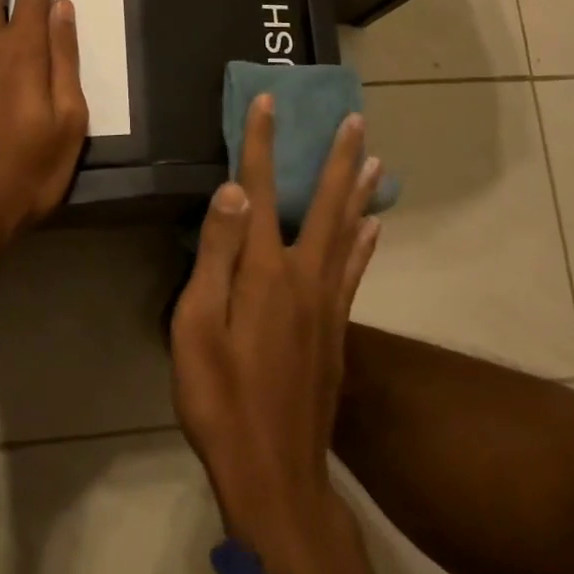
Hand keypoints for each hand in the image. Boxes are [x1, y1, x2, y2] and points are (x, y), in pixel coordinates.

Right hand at [170, 96, 383, 561]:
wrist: (274, 473)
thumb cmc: (220, 398)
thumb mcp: (197, 326)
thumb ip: (216, 254)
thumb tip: (235, 190)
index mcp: (265, 270)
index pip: (262, 188)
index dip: (261, 141)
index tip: (268, 100)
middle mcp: (305, 275)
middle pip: (325, 203)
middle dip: (337, 156)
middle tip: (356, 119)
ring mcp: (328, 303)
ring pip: (350, 232)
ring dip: (360, 191)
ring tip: (376, 159)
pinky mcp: (337, 330)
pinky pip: (356, 271)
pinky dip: (367, 242)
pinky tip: (375, 226)